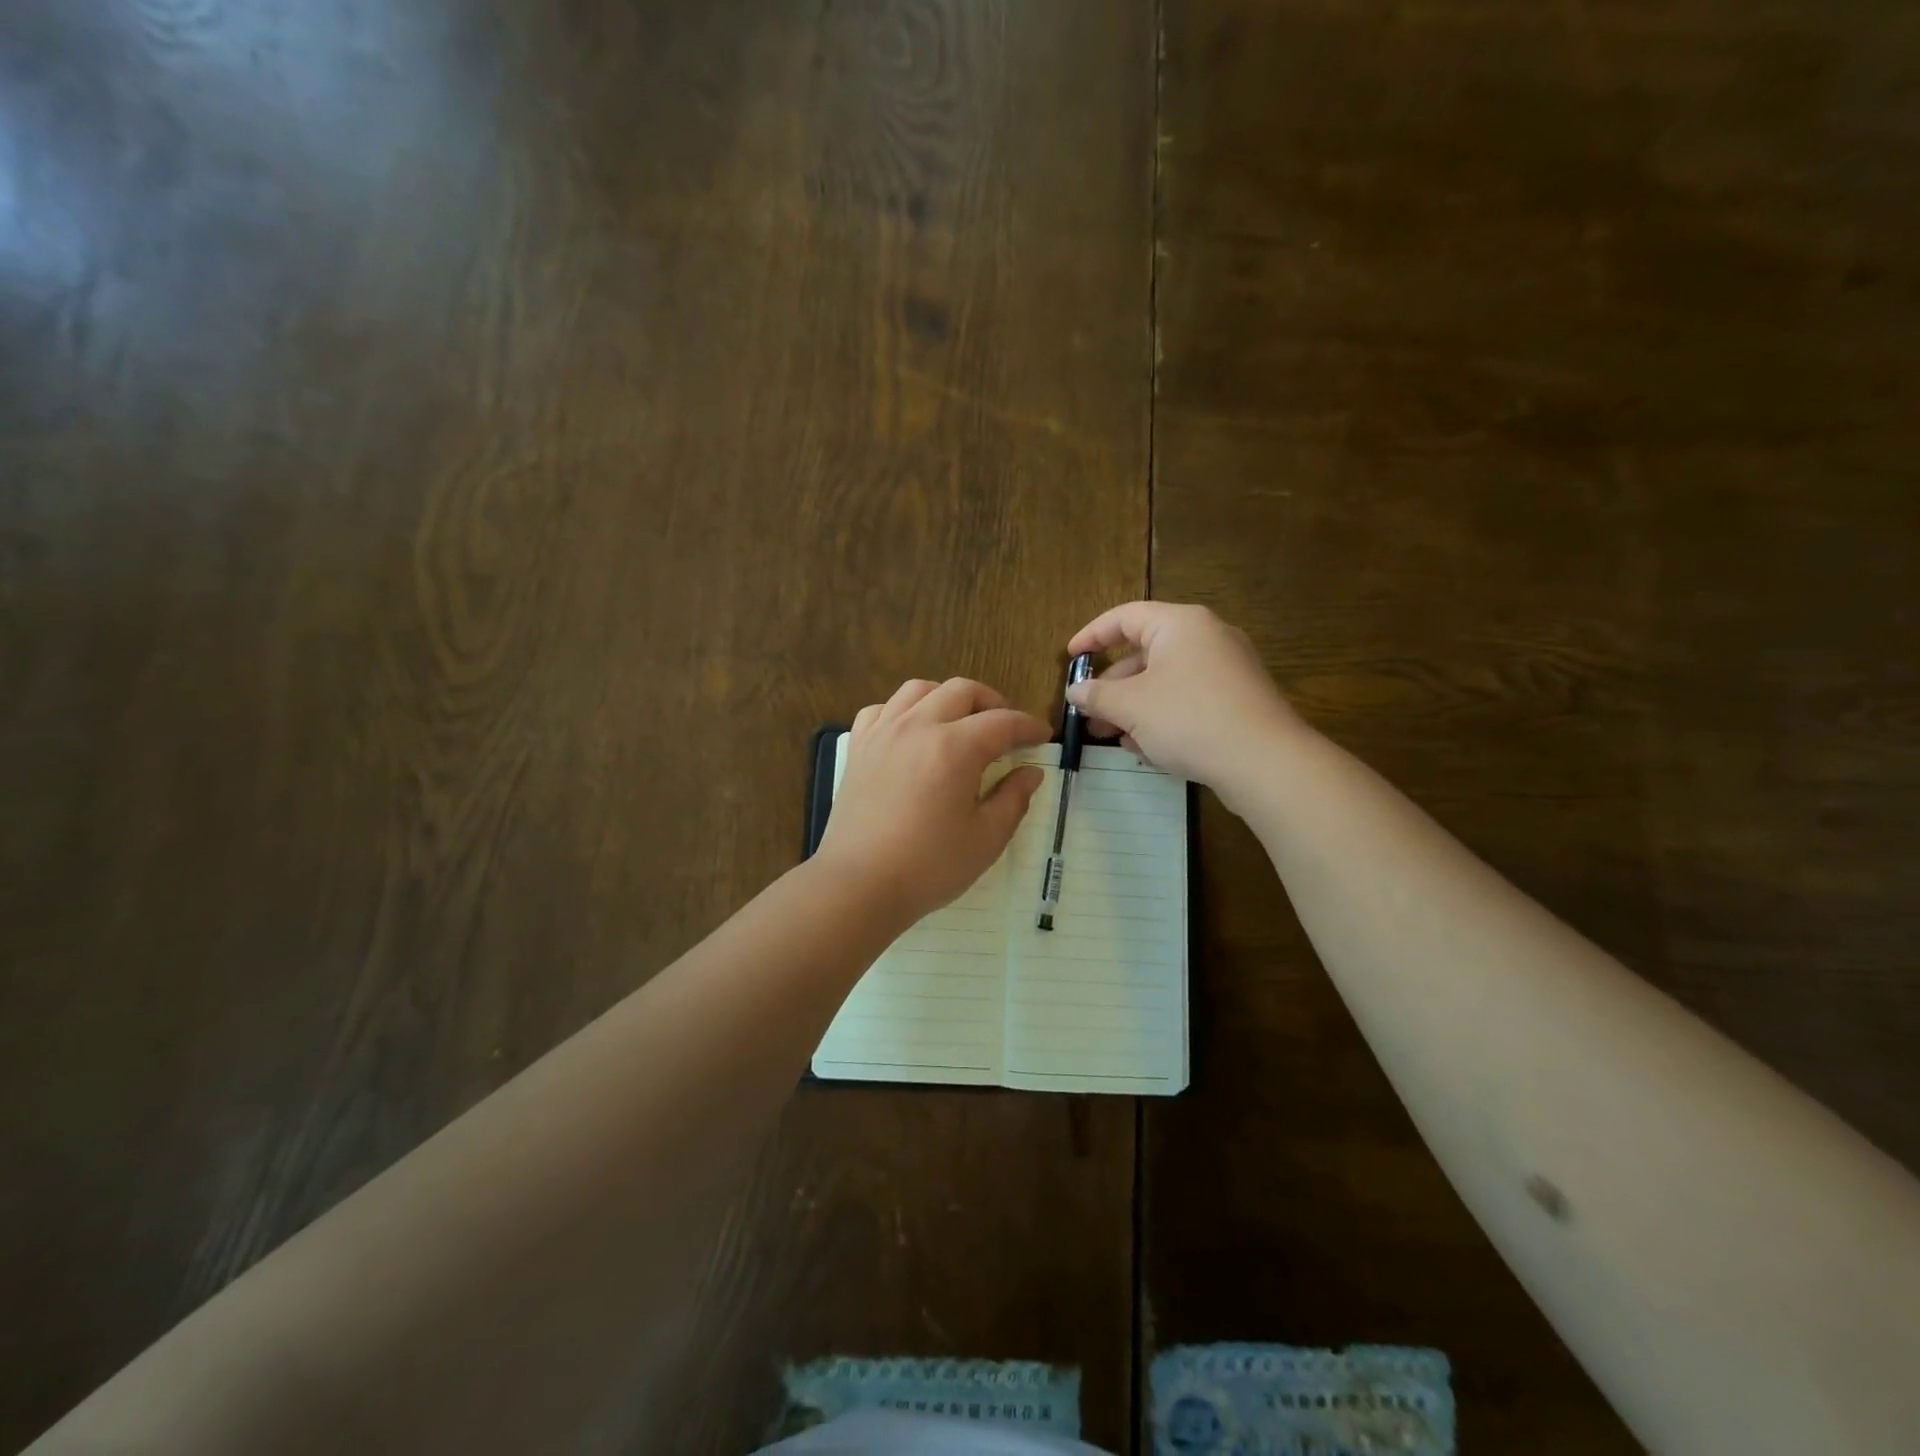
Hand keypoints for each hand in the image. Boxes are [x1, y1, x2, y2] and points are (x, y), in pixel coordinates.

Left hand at [816, 677, 1051, 925]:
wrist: (859, 885)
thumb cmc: (929, 867)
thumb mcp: (986, 839)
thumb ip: (1013, 799)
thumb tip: (1031, 773)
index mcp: (954, 748)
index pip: (1002, 722)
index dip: (1028, 726)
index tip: (1043, 736)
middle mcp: (917, 727)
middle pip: (961, 691)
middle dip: (992, 703)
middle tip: (1005, 730)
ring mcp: (882, 733)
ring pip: (919, 689)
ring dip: (947, 698)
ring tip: (959, 723)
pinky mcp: (858, 747)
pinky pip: (882, 709)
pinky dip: (903, 711)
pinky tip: (912, 733)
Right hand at [1066, 602, 1303, 802]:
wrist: (1265, 761)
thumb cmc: (1189, 719)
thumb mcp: (1131, 706)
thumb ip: (1096, 695)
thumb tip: (1075, 691)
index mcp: (1180, 624)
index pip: (1125, 617)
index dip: (1092, 635)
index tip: (1070, 658)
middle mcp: (1207, 637)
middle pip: (1145, 653)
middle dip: (1112, 687)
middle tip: (1089, 714)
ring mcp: (1228, 670)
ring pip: (1166, 681)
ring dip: (1134, 707)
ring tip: (1113, 738)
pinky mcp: (1238, 701)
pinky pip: (1189, 700)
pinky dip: (1162, 717)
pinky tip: (1148, 749)